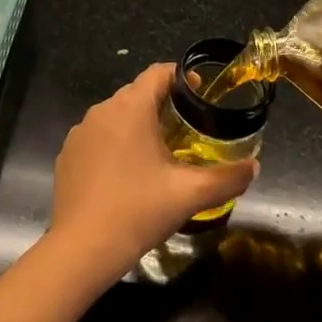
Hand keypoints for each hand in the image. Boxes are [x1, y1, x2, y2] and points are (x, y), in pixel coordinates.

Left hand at [45, 63, 257, 286]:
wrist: (82, 248)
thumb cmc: (138, 210)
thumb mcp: (190, 194)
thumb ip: (227, 178)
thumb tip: (254, 167)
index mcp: (130, 108)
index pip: (158, 73)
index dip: (182, 77)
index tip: (201, 95)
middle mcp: (101, 111)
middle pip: (137, 94)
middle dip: (163, 104)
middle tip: (188, 128)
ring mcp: (80, 133)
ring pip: (116, 116)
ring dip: (138, 126)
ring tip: (160, 152)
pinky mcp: (67, 155)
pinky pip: (98, 138)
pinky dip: (115, 145)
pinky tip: (128, 175)